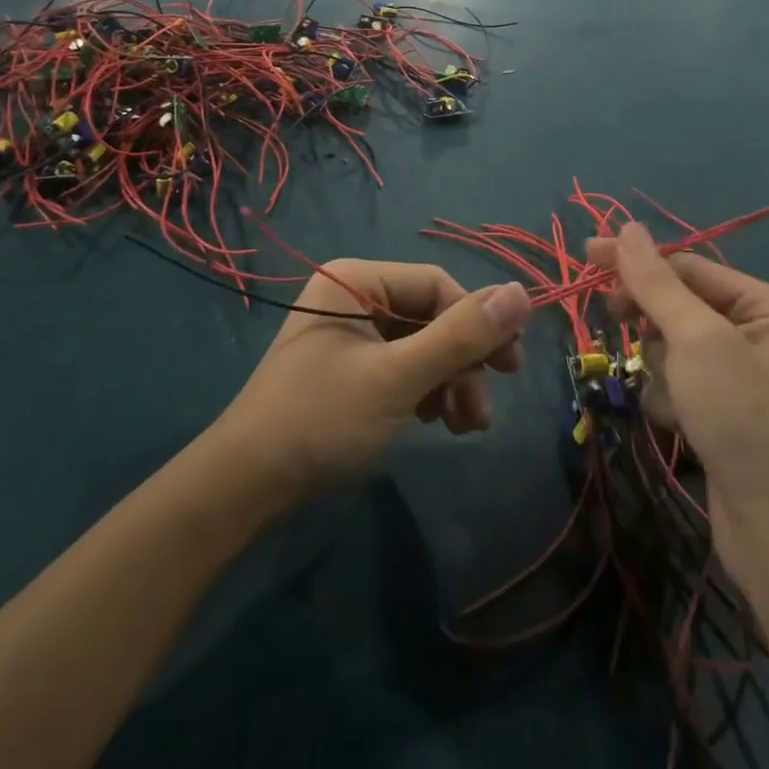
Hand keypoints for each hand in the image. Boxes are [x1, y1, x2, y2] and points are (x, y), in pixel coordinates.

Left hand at [210, 263, 530, 508]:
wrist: (246, 488)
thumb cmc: (321, 420)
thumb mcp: (397, 378)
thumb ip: (460, 336)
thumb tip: (522, 292)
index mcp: (357, 280)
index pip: (437, 285)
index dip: (477, 322)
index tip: (510, 368)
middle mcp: (354, 296)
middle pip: (431, 316)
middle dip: (463, 362)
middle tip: (485, 410)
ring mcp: (351, 334)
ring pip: (422, 345)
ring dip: (450, 382)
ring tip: (465, 426)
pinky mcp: (350, 369)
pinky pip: (403, 367)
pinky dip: (427, 392)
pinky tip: (438, 422)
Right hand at [585, 225, 768, 562]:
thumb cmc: (744, 418)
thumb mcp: (696, 339)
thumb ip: (656, 282)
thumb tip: (627, 226)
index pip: (689, 266)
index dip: (637, 261)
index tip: (586, 256)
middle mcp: (765, 334)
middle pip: (682, 304)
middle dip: (651, 319)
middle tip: (612, 317)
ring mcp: (747, 376)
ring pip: (675, 344)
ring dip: (660, 365)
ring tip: (673, 397)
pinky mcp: (729, 411)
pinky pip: (682, 380)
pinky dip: (669, 396)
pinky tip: (678, 422)